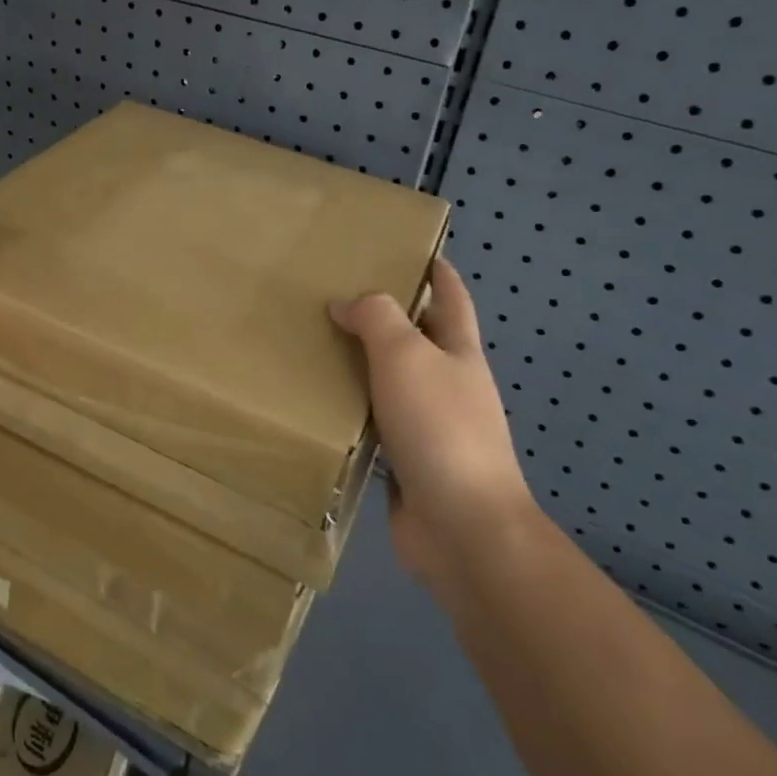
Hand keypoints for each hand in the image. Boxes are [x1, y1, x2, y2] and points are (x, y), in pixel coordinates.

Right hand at [331, 258, 536, 579]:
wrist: (462, 527)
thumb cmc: (440, 427)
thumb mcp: (406, 355)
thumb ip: (376, 318)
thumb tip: (346, 304)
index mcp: (459, 352)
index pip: (452, 298)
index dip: (437, 271)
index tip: (409, 249)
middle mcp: (448, 385)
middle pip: (417, 339)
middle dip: (385, 316)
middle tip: (335, 294)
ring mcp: (429, 426)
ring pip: (390, 382)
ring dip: (361, 364)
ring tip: (314, 344)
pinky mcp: (406, 461)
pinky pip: (373, 423)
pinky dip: (350, 409)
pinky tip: (318, 403)